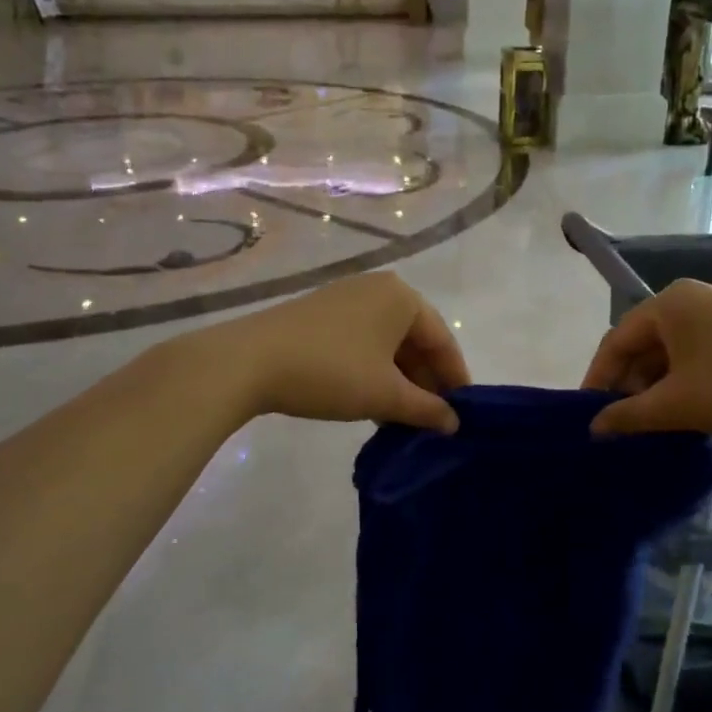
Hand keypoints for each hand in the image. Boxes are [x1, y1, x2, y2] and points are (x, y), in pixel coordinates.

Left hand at [214, 272, 468, 431]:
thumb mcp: (385, 395)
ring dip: (399, 379)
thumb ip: (426, 408)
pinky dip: (374, 370)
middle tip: (432, 420)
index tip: (462, 414)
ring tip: (402, 416)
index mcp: (402, 297)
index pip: (442, 340)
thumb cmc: (331, 372)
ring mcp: (346, 298)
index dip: (454, 379)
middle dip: (425, 381)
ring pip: (387, 342)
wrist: (249, 362)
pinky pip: (362, 341)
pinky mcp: (320, 313)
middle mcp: (377, 288)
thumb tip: (453, 423)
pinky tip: (371, 399)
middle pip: (415, 339)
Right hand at [581, 279, 711, 438]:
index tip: (589, 414)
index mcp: (668, 303)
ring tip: (651, 419)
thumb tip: (594, 428)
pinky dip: (683, 379)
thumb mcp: (677, 406)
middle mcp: (692, 297)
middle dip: (629, 383)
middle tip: (621, 421)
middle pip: (644, 342)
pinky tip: (686, 407)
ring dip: (656, 384)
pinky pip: (698, 351)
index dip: (598, 378)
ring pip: (672, 349)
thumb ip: (629, 416)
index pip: (616, 340)